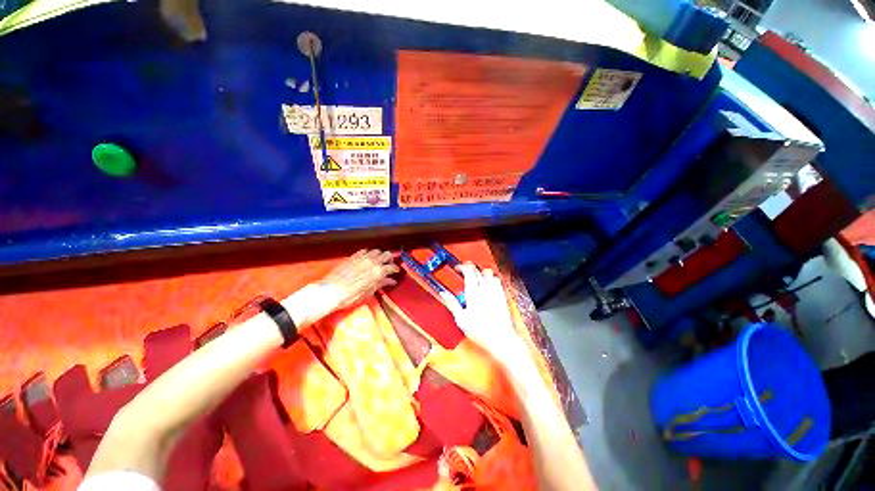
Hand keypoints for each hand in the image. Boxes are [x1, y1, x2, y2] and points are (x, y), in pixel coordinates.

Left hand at [320, 249, 399, 310]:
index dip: (396, 269)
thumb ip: (381, 284)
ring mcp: (362, 257)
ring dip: (379, 254)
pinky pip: (364, 251)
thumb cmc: (351, 296)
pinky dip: (368, 253)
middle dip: (389, 259)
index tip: (396, 271)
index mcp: (378, 271)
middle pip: (386, 255)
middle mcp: (372, 261)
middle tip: (389, 264)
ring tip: (379, 260)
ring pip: (375, 251)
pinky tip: (367, 257)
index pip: (392, 267)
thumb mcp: (369, 293)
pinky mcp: (353, 257)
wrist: (330, 292)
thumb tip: (391, 281)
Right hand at [440, 263, 528, 368]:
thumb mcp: (461, 319)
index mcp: (474, 292)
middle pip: (479, 269)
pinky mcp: (502, 296)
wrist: (501, 339)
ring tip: (476, 278)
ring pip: (490, 273)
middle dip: (470, 268)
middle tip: (464, 273)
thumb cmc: (481, 331)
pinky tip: (487, 286)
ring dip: (482, 272)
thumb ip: (452, 303)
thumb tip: (443, 293)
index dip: (462, 266)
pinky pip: (497, 281)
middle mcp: (486, 289)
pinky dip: (491, 279)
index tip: (457, 268)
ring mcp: (496, 291)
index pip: (469, 270)